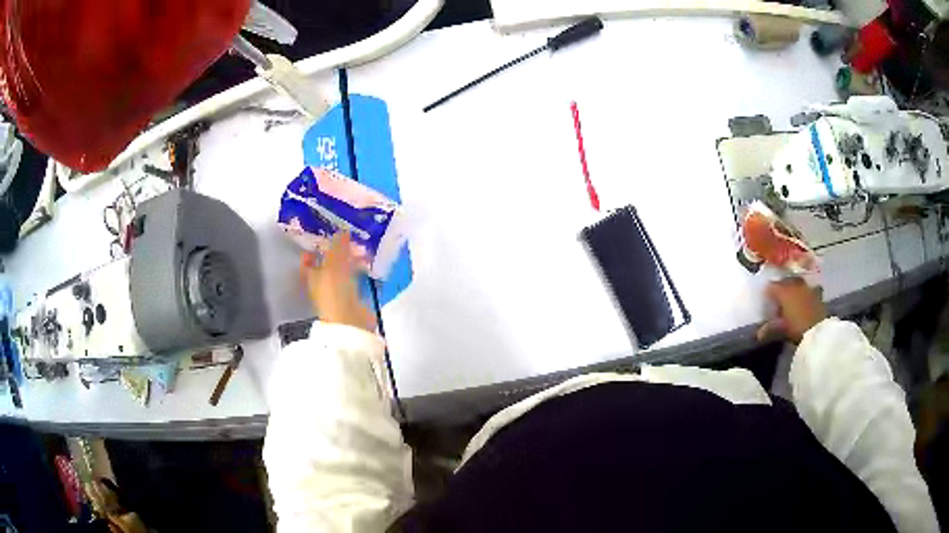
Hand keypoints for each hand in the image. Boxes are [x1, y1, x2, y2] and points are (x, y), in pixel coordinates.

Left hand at [301, 232, 376, 331]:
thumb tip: (343, 231)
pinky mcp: (354, 297)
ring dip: (351, 259)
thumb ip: (338, 247)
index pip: (308, 260)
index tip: (324, 236)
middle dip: (337, 251)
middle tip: (349, 237)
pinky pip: (356, 278)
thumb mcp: (334, 265)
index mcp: (312, 276)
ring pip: (343, 270)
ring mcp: (338, 291)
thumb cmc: (335, 293)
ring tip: (362, 247)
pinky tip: (368, 263)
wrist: (350, 323)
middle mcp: (322, 283)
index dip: (313, 249)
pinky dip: (360, 269)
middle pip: (327, 264)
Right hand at [756, 277, 826, 343]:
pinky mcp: (817, 293)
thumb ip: (770, 329)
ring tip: (791, 298)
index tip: (765, 301)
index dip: (767, 294)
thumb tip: (758, 334)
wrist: (819, 330)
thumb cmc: (797, 328)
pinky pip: (808, 288)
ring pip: (797, 282)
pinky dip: (804, 293)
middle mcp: (795, 284)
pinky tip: (804, 300)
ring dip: (793, 288)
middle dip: (780, 289)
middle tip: (777, 300)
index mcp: (783, 291)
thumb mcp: (781, 330)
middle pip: (784, 282)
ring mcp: (807, 287)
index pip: (771, 287)